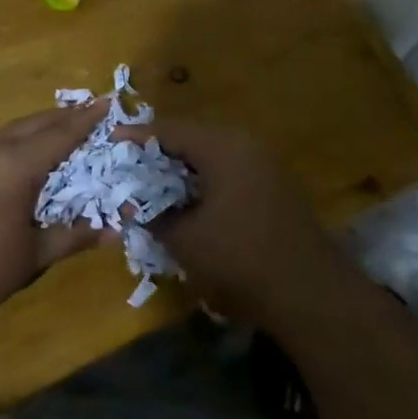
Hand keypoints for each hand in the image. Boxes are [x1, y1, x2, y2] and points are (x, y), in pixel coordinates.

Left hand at [0, 103, 109, 329]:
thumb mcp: (30, 256)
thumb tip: (113, 232)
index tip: (108, 103)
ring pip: (12, 130)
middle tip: (90, 114)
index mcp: (18, 164)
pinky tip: (23, 156)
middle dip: (65, 116)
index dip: (87, 119)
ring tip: (61, 129)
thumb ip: (71, 237)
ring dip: (40, 125)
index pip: (62, 133)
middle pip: (36, 123)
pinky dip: (18, 139)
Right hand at [131, 119, 340, 329]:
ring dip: (182, 165)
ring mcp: (264, 163)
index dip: (137, 136)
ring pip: (212, 153)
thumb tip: (130, 205)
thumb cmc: (240, 257)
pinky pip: (229, 168)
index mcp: (222, 147)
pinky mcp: (274, 184)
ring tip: (153, 180)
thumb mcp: (185, 239)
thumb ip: (152, 216)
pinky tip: (189, 198)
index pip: (170, 130)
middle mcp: (244, 144)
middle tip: (129, 163)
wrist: (307, 289)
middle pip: (192, 136)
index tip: (110, 142)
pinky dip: (204, 177)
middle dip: (159, 150)